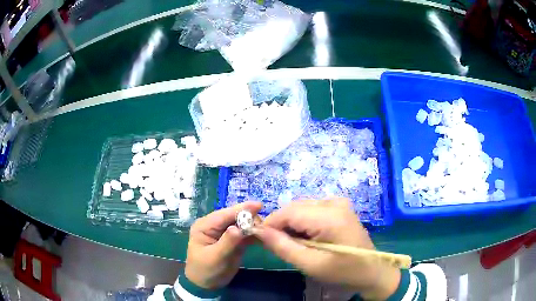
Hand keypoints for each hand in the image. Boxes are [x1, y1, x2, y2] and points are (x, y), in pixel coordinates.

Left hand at [185, 201, 262, 289]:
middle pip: (235, 217)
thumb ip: (227, 242)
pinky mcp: (234, 241)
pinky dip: (255, 234)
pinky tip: (265, 236)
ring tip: (268, 230)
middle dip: (250, 217)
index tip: (259, 205)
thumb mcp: (215, 257)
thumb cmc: (205, 270)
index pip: (224, 214)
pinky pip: (246, 234)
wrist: (206, 285)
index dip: (242, 209)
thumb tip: (239, 227)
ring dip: (255, 226)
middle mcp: (215, 226)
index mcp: (205, 225)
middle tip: (267, 223)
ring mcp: (225, 233)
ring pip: (242, 224)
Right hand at [254, 198, 399, 299]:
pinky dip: (304, 221)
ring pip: (302, 207)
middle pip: (295, 207)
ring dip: (292, 223)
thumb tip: (259, 232)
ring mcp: (339, 203)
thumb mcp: (310, 264)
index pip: (288, 212)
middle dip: (281, 224)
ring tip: (294, 243)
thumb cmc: (343, 271)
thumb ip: (283, 247)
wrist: (372, 271)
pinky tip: (308, 237)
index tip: (260, 239)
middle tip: (277, 245)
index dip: (270, 224)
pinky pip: (313, 209)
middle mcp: (334, 202)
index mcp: (329, 216)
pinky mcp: (340, 207)